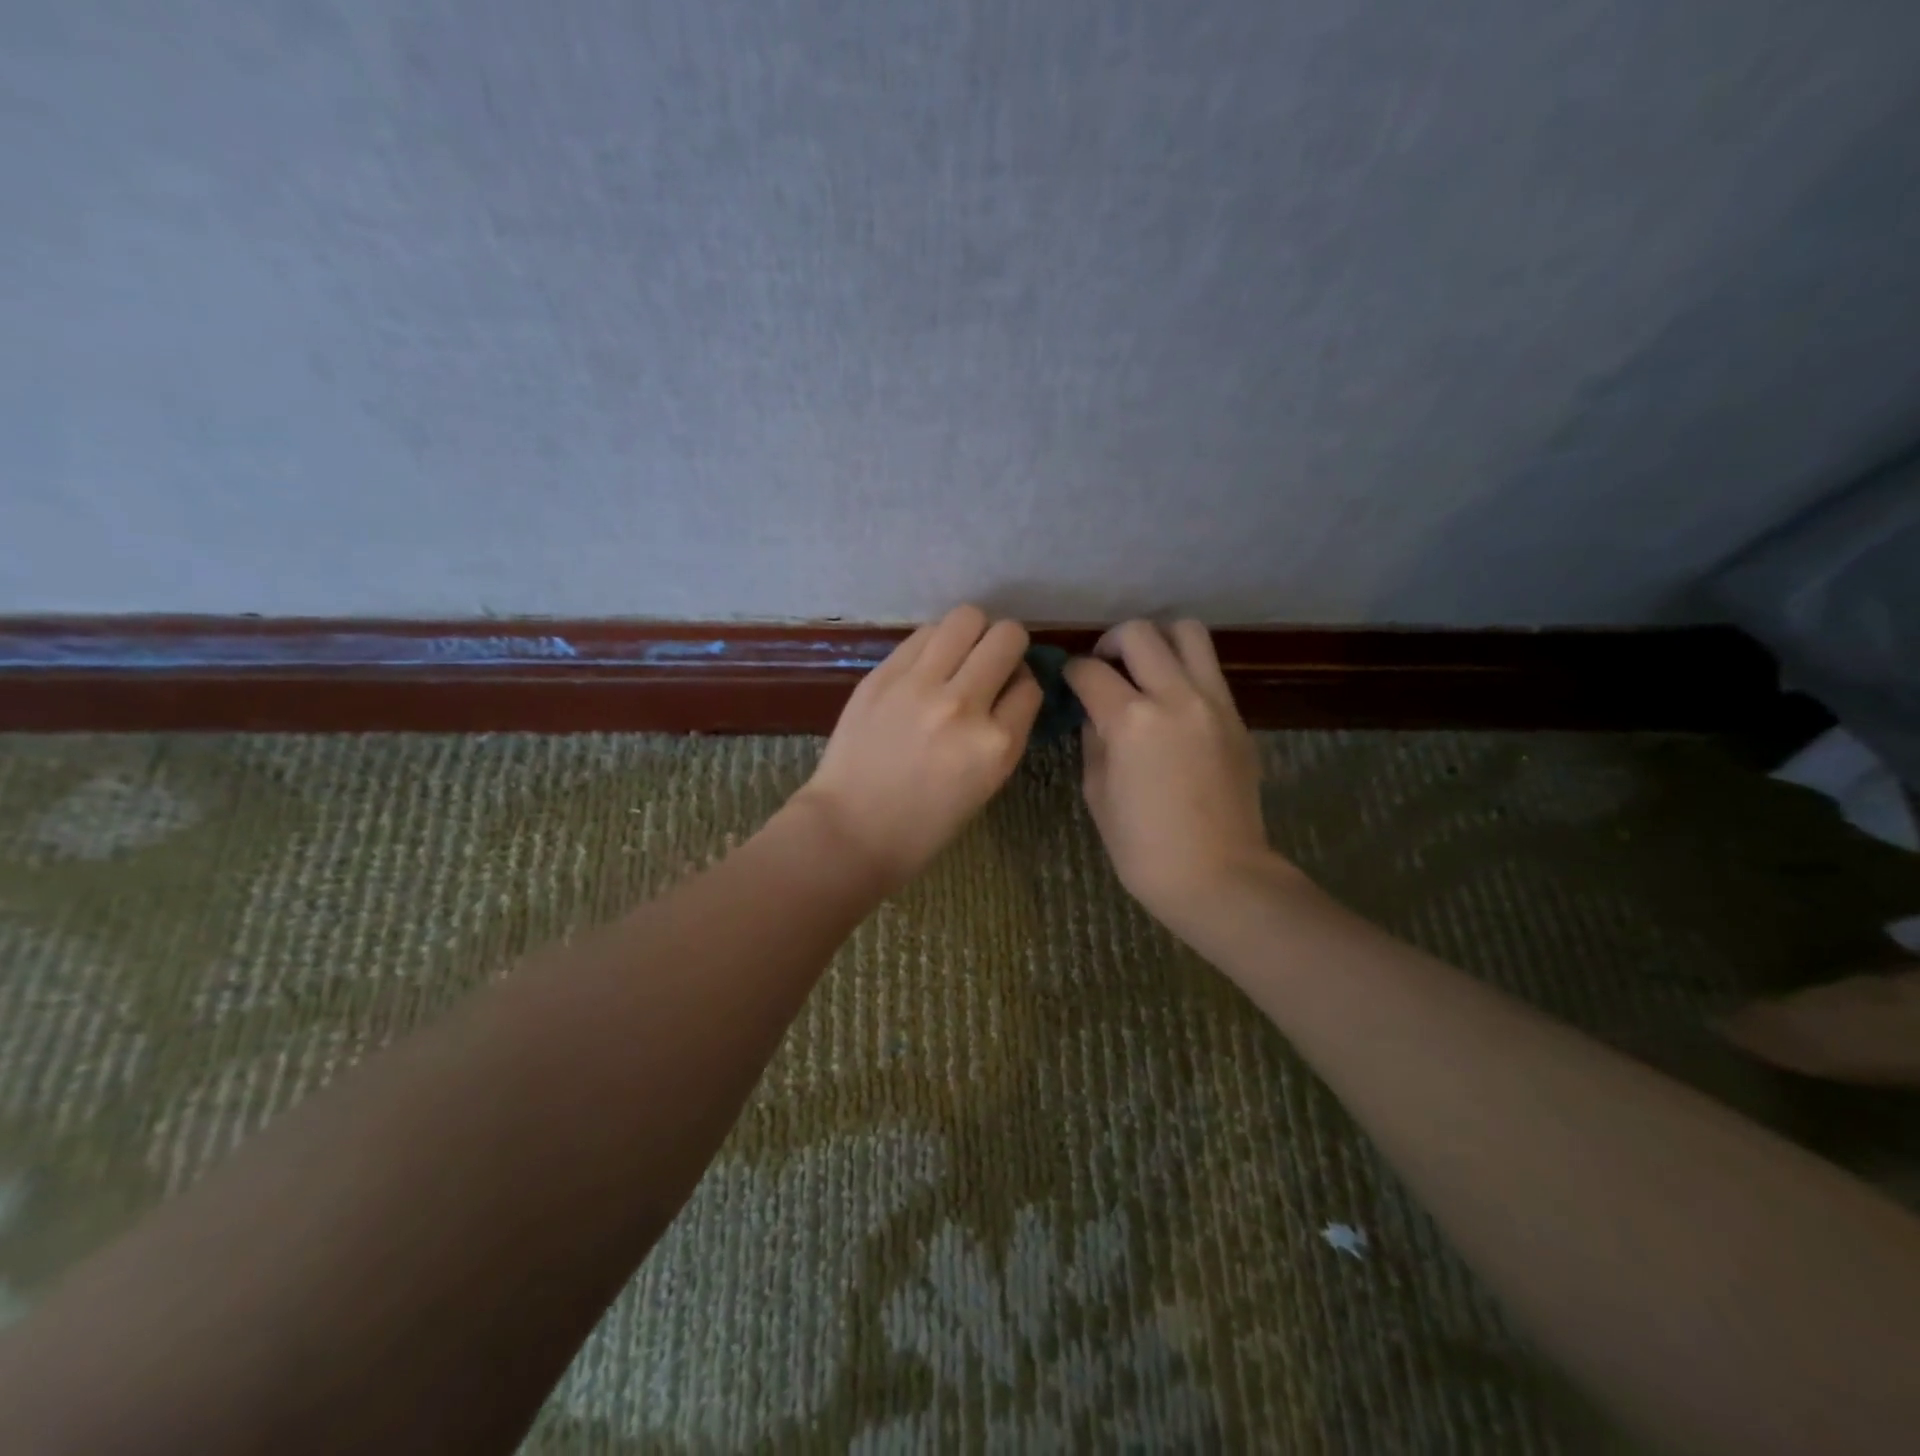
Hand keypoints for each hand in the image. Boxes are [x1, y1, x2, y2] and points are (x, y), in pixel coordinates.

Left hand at [796, 605, 1041, 888]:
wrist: (850, 830)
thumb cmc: (923, 825)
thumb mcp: (985, 784)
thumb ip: (1003, 733)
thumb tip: (1009, 687)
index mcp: (997, 745)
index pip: (1030, 686)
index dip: (1021, 685)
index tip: (1008, 693)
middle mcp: (964, 705)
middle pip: (1007, 637)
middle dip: (1006, 646)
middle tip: (989, 663)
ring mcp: (920, 685)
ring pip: (966, 618)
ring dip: (971, 633)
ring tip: (957, 655)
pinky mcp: (883, 674)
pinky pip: (923, 634)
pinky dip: (934, 643)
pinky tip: (925, 665)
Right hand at [1065, 620, 1285, 930]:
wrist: (1218, 875)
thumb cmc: (1143, 847)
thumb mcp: (1097, 792)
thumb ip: (1093, 740)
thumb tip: (1094, 712)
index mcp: (1129, 720)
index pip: (1089, 670)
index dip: (1070, 672)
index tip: (1068, 682)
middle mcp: (1174, 696)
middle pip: (1139, 633)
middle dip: (1111, 642)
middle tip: (1104, 667)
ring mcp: (1213, 701)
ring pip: (1187, 632)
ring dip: (1157, 640)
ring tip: (1144, 667)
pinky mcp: (1237, 716)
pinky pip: (1209, 668)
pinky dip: (1185, 668)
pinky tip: (1172, 700)